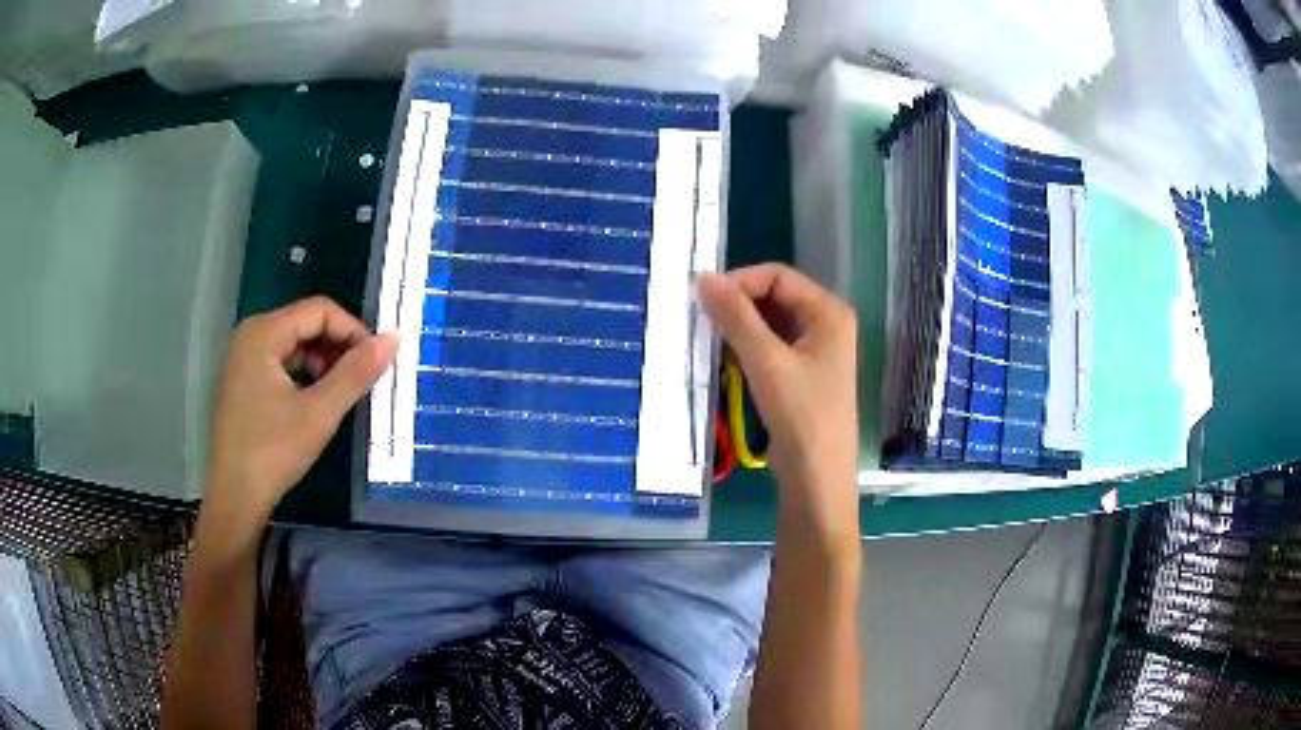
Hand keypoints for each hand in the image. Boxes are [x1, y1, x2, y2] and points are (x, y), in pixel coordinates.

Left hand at [205, 296, 398, 524]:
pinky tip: (315, 405)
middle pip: (306, 324)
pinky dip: (304, 376)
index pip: (320, 310)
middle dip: (338, 348)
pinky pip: (281, 364)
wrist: (234, 498)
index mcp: (264, 332)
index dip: (353, 331)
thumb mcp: (319, 413)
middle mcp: (251, 335)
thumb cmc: (273, 452)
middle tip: (361, 382)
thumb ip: (356, 373)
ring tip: (340, 396)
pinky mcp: (243, 382)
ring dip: (323, 364)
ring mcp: (243, 359)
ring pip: (295, 345)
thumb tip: (394, 339)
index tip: (376, 363)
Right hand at [699, 265, 859, 547]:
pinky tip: (724, 356)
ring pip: (770, 322)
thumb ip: (736, 317)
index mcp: (829, 311)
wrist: (817, 478)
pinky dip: (747, 346)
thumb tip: (703, 278)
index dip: (740, 281)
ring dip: (740, 325)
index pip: (778, 276)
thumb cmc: (800, 415)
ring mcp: (816, 349)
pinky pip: (771, 345)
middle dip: (738, 303)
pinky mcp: (803, 373)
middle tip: (701, 317)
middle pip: (775, 296)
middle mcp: (826, 323)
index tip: (703, 298)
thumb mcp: (766, 361)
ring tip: (708, 336)